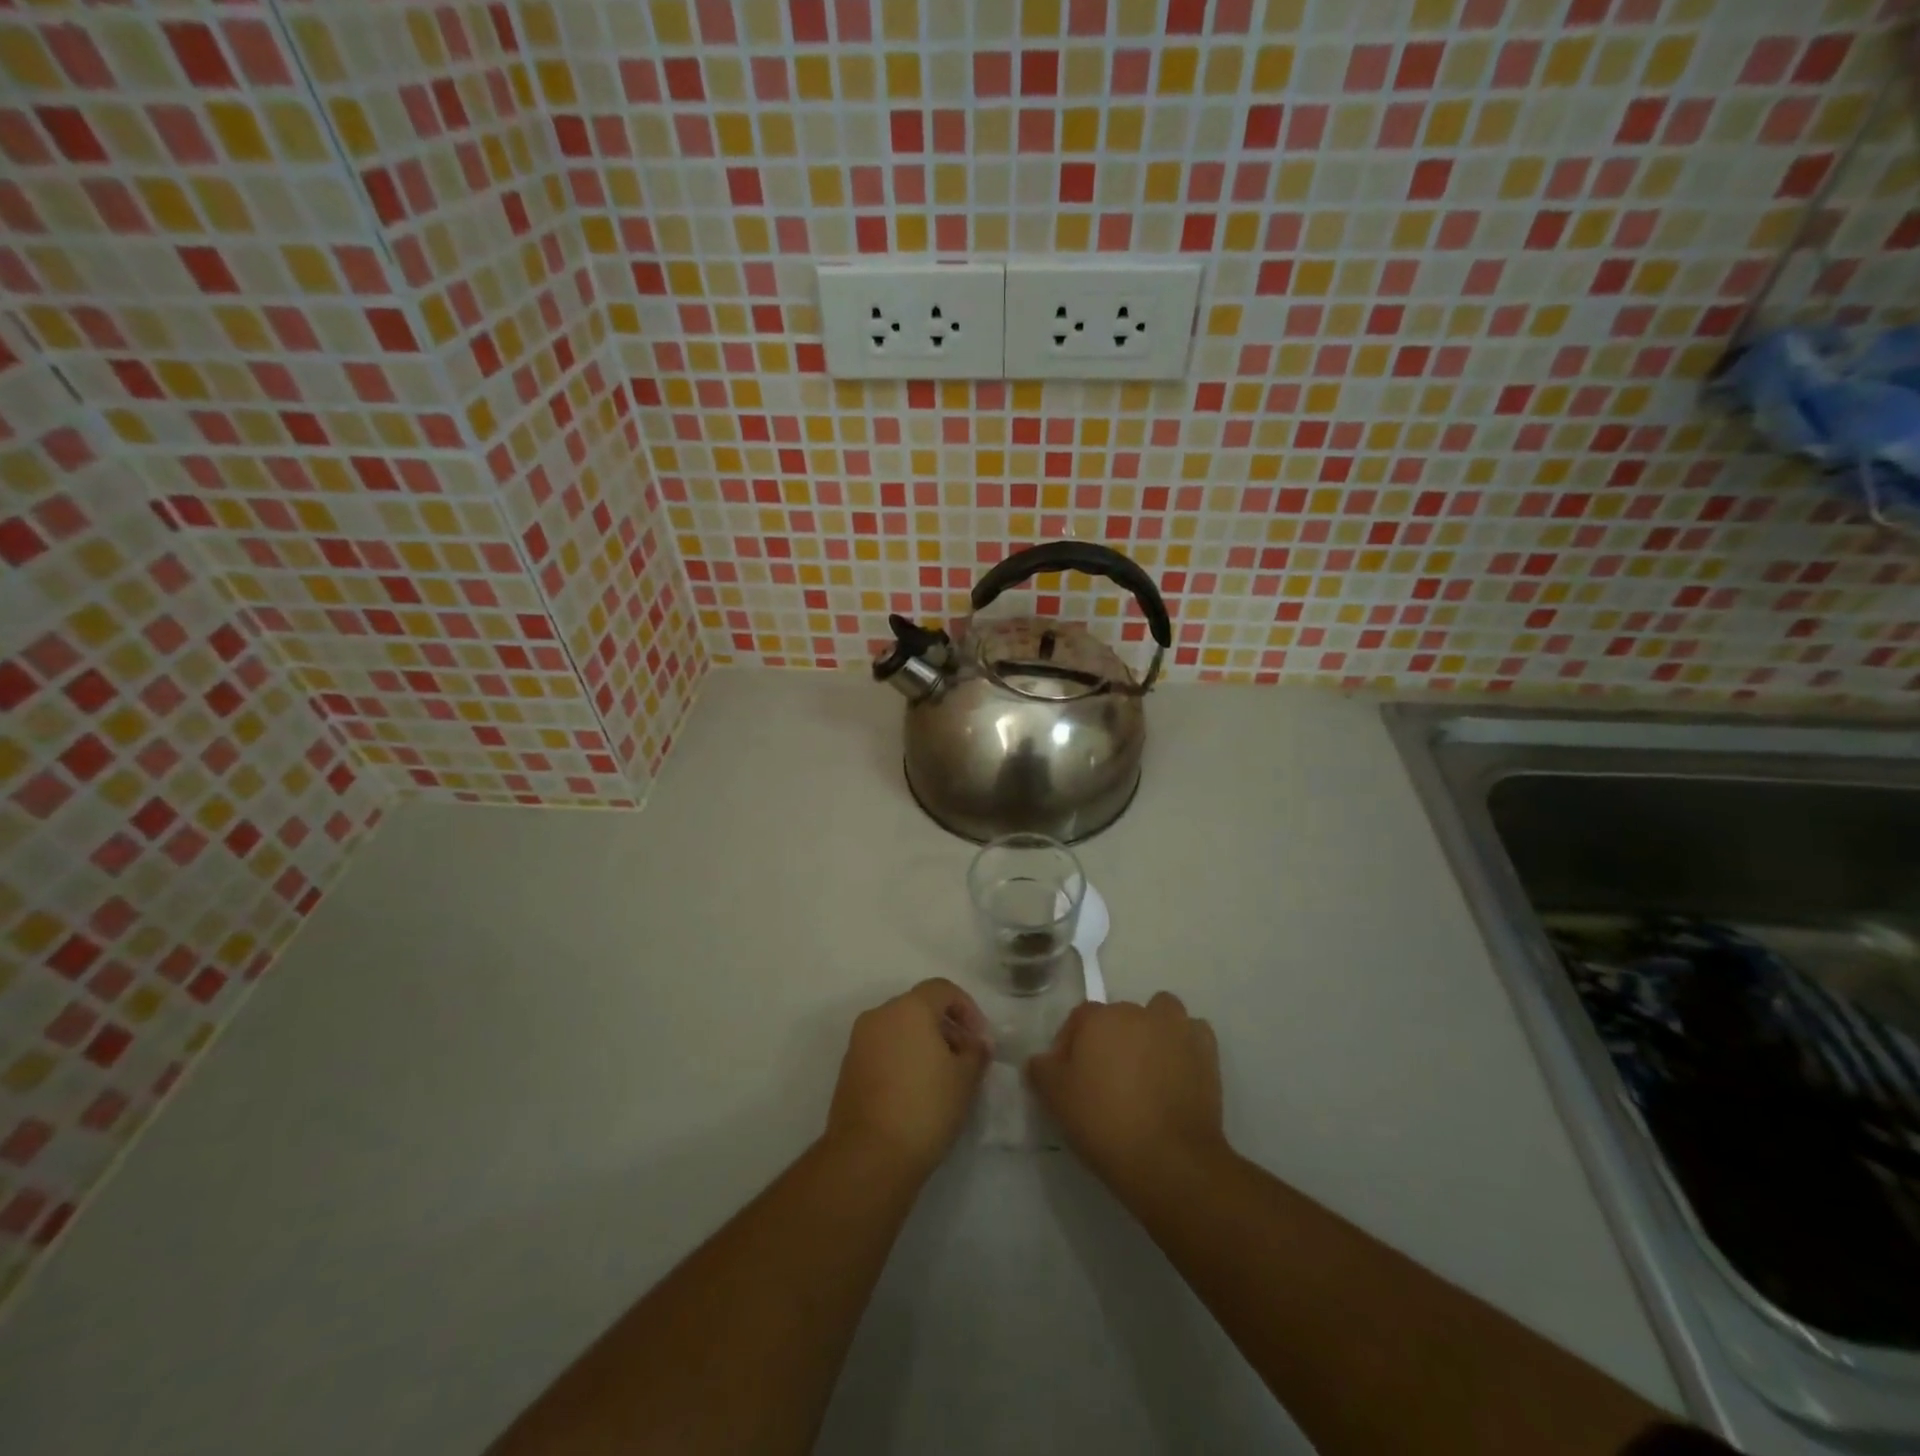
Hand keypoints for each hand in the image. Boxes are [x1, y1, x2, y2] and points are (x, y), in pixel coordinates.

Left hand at [825, 978, 991, 1180]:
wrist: (868, 1156)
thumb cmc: (925, 1107)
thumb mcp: (965, 1079)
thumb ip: (976, 1052)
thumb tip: (978, 1042)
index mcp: (909, 1008)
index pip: (942, 989)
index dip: (967, 1008)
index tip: (980, 1039)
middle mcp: (880, 1015)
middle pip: (919, 1007)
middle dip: (945, 1027)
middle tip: (965, 1059)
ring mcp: (859, 1041)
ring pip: (899, 1028)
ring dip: (923, 1043)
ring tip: (943, 1078)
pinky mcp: (848, 1068)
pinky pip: (883, 1049)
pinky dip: (902, 1058)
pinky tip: (916, 1091)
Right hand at [1027, 992, 1227, 1193]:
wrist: (1168, 1159)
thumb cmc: (1104, 1123)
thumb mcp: (1056, 1099)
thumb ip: (1043, 1070)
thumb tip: (1040, 1059)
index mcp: (1099, 1018)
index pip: (1079, 1019)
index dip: (1070, 1045)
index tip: (1069, 1076)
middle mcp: (1137, 1012)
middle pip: (1119, 1016)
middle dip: (1111, 1039)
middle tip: (1107, 1077)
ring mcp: (1176, 1028)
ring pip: (1161, 1013)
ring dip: (1153, 1030)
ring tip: (1146, 1066)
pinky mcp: (1206, 1051)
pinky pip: (1192, 1034)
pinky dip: (1185, 1046)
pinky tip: (1178, 1070)